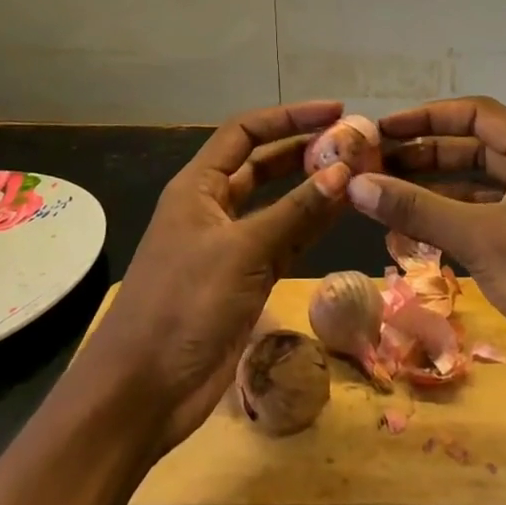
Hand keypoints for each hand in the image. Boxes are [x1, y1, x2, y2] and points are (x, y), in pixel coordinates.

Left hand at [76, 101, 351, 453]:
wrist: (144, 392)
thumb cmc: (183, 305)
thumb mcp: (241, 251)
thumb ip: (295, 210)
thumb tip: (344, 169)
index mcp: (198, 185)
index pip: (245, 133)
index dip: (288, 117)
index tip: (335, 112)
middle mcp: (214, 207)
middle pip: (264, 164)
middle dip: (306, 150)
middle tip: (355, 143)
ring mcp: (231, 244)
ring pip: (279, 203)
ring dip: (315, 188)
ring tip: (361, 172)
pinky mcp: (247, 279)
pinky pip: (286, 241)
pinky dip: (312, 226)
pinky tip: (345, 213)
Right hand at [348, 96, 505, 397]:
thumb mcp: (481, 238)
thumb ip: (416, 208)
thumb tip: (355, 184)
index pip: (476, 114)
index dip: (427, 117)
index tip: (383, 129)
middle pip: (473, 150)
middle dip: (424, 157)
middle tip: (375, 168)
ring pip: (476, 189)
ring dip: (433, 195)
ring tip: (384, 203)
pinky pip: (484, 222)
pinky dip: (451, 226)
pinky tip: (414, 240)